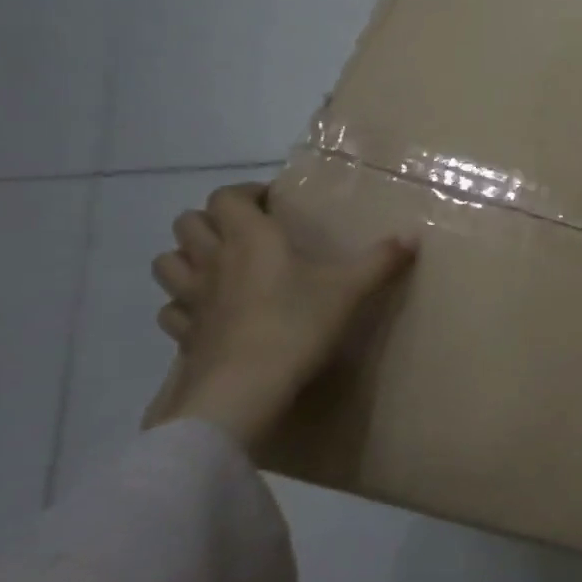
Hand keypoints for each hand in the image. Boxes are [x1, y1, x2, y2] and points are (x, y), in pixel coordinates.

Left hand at [149, 182, 416, 449]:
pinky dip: (183, 304)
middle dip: (211, 221)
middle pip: (188, 222)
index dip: (246, 193)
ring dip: (187, 257)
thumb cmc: (297, 324)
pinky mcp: (184, 334)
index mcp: (250, 238)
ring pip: (167, 261)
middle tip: (246, 233)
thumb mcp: (350, 289)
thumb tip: (414, 234)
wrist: (245, 388)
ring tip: (218, 267)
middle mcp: (212, 260)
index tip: (272, 203)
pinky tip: (208, 313)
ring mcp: (191, 298)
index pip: (228, 197)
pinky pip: (172, 309)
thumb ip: (381, 260)